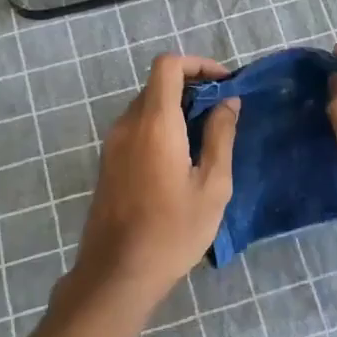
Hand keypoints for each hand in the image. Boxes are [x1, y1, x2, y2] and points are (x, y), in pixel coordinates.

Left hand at [70, 54, 239, 309]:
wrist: (117, 273)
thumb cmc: (173, 231)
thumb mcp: (212, 186)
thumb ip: (221, 137)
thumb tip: (228, 102)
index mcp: (155, 123)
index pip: (168, 65)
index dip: (197, 64)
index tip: (224, 83)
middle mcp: (128, 123)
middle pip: (157, 84)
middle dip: (192, 87)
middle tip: (222, 112)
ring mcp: (113, 143)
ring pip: (146, 105)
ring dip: (176, 108)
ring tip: (206, 136)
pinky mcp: (108, 161)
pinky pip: (136, 127)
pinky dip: (160, 126)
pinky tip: (181, 157)